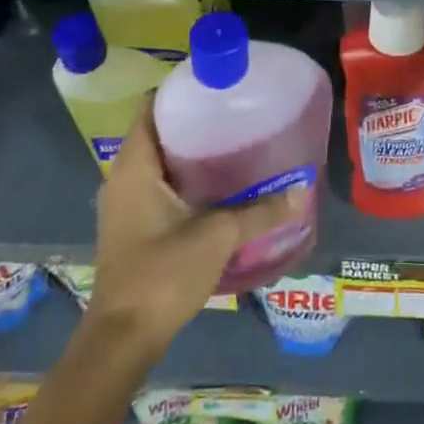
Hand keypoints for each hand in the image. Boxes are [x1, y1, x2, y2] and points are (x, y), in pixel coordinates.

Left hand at [83, 100, 303, 366]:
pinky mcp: (133, 229)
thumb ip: (260, 212)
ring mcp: (125, 206)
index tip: (214, 83)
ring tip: (232, 142)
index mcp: (134, 167)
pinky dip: (184, 178)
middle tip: (233, 111)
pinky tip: (218, 186)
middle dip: (192, 120)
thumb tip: (301, 190)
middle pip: (156, 133)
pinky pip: (159, 186)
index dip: (178, 90)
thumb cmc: (162, 274)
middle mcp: (122, 180)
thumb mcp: (217, 236)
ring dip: (189, 152)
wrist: (122, 341)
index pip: (148, 108)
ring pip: (158, 162)